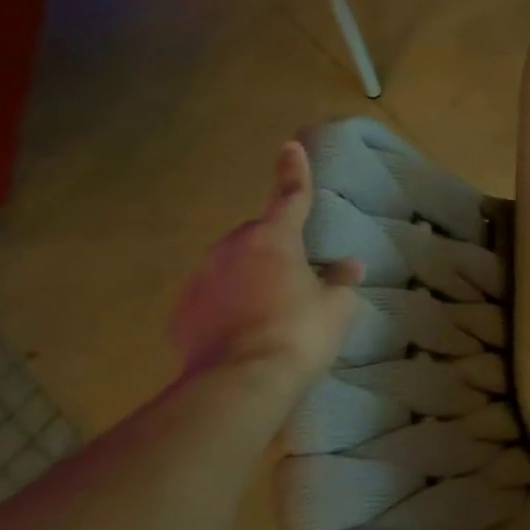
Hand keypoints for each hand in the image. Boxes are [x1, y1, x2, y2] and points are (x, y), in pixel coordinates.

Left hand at [170, 142, 363, 384]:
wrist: (240, 383)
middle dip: (274, 246)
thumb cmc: (301, 331)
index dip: (293, 172)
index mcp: (273, 240)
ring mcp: (200, 282)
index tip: (289, 146)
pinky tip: (247, 331)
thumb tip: (347, 266)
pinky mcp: (182, 314)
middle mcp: (230, 251)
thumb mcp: (338, 306)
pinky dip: (229, 306)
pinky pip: (213, 298)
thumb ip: (341, 280)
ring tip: (273, 309)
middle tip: (297, 274)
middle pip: (256, 237)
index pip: (289, 197)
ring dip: (250, 278)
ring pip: (231, 267)